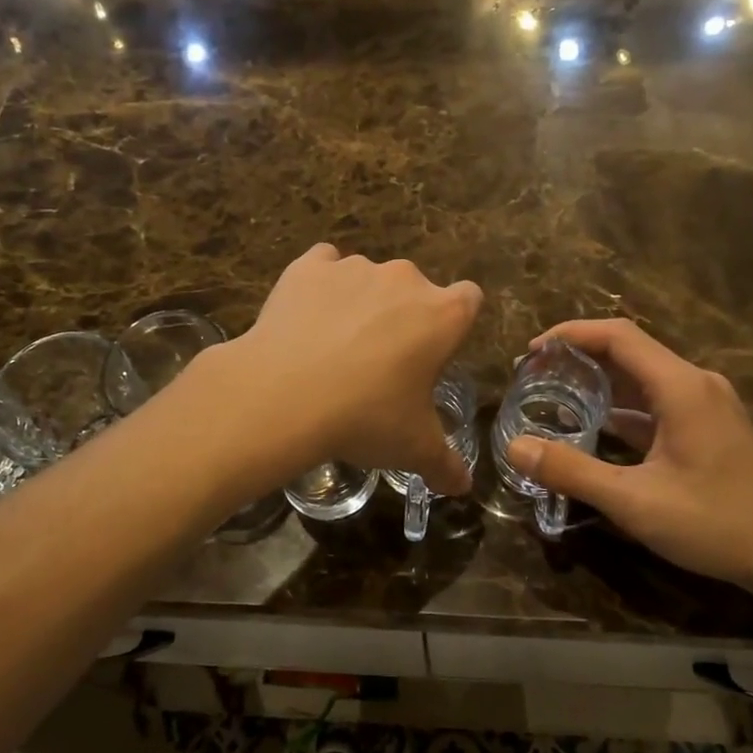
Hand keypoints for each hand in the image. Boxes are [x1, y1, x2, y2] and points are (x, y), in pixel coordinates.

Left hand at [220, 245, 481, 492]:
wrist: (283, 395)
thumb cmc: (364, 418)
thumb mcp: (413, 449)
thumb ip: (445, 464)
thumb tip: (463, 487)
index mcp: (442, 316)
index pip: (469, 299)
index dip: (455, 323)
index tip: (434, 351)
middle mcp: (404, 279)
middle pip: (416, 290)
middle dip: (404, 318)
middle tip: (380, 363)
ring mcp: (355, 267)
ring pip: (368, 279)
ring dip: (361, 303)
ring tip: (333, 347)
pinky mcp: (310, 266)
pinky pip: (324, 265)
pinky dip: (320, 285)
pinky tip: (306, 318)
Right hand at [504, 320, 752, 593]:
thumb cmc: (715, 523)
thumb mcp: (634, 501)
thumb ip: (572, 471)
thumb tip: (515, 448)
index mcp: (681, 387)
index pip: (618, 335)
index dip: (570, 335)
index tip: (530, 352)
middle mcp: (696, 384)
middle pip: (629, 351)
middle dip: (579, 356)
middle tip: (534, 375)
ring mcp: (707, 405)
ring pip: (644, 377)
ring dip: (600, 381)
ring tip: (556, 395)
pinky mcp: (710, 427)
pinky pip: (658, 401)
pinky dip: (623, 406)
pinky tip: (596, 427)